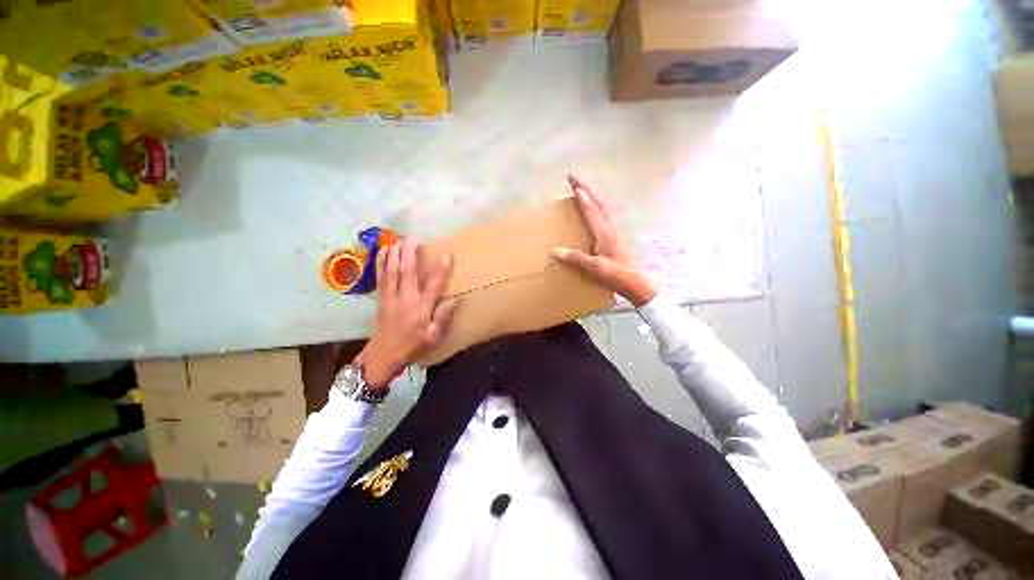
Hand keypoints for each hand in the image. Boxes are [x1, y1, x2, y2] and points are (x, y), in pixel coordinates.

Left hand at [355, 239, 455, 389]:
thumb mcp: (433, 337)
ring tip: (399, 239)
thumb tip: (456, 300)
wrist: (383, 355)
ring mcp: (390, 296)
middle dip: (410, 253)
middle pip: (407, 271)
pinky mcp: (381, 297)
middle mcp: (405, 299)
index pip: (433, 286)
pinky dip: (381, 261)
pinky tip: (383, 251)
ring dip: (395, 253)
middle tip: (415, 238)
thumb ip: (443, 318)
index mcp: (421, 309)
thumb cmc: (412, 346)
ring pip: (391, 270)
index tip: (446, 254)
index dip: (440, 270)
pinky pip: (380, 276)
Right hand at [552, 175, 657, 306]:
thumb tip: (556, 250)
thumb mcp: (595, 268)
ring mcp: (616, 232)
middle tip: (575, 179)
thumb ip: (576, 258)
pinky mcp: (617, 237)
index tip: (573, 185)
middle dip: (588, 188)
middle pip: (601, 202)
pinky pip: (607, 214)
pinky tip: (595, 211)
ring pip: (605, 207)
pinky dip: (599, 206)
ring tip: (583, 190)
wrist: (636, 283)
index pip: (592, 210)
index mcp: (606, 233)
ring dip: (594, 195)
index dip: (583, 197)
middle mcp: (612, 228)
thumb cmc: (617, 275)